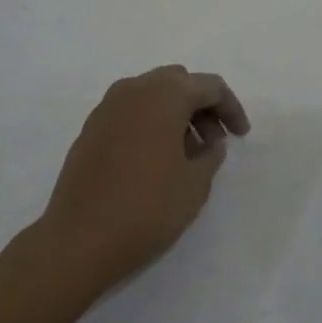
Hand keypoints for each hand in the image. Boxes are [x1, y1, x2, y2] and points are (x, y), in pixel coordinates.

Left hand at [37, 64, 250, 288]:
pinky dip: (151, 123)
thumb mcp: (195, 183)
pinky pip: (131, 112)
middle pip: (178, 82)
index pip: (209, 86)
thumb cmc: (147, 208)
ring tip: (188, 154)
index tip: (242, 136)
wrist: (79, 240)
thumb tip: (209, 141)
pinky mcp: (91, 128)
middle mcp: (133, 89)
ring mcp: (107, 107)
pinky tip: (157, 158)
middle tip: (215, 141)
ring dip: (176, 113)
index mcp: (164, 94)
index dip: (231, 108)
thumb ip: (211, 154)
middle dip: (202, 106)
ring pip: (152, 94)